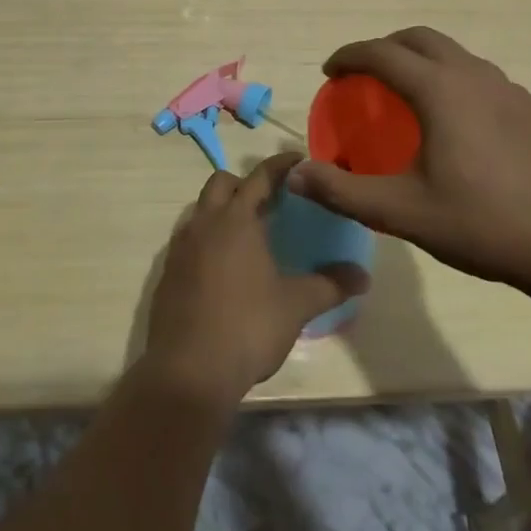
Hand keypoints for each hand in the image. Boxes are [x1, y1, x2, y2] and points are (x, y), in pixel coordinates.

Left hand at [142, 151, 369, 407]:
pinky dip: (206, 240)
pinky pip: (188, 240)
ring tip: (246, 233)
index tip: (298, 159)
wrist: (188, 372)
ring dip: (222, 210)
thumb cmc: (247, 328)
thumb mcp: (295, 306)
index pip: (260, 177)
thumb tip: (363, 275)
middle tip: (269, 201)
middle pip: (221, 183)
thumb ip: (330, 285)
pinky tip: (222, 268)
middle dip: (244, 183)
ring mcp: (181, 248)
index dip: (280, 165)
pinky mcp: (167, 274)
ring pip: (201, 210)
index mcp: (236, 220)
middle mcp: (205, 223)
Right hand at [287, 27, 530, 292]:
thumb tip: (295, 175)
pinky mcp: (529, 108)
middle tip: (364, 76)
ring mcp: (507, 88)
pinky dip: (450, 79)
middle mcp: (473, 75)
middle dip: (385, 47)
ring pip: (453, 54)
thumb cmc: (484, 223)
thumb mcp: (404, 212)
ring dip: (421, 60)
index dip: (349, 56)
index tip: (330, 72)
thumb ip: (344, 191)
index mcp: (440, 90)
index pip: (382, 53)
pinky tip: (453, 122)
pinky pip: (477, 75)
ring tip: (405, 95)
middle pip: (419, 39)